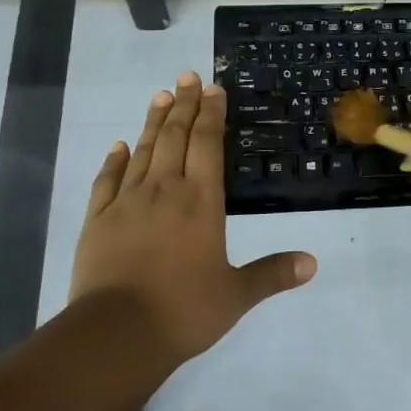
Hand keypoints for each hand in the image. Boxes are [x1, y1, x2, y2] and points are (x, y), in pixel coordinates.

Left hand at [70, 72, 316, 363]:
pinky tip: (119, 145)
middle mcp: (164, 190)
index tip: (212, 88)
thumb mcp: (236, 295)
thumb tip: (312, 263)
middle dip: (183, 104)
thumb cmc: (183, 311)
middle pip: (175, 136)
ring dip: (153, 121)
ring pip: (143, 151)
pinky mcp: (97, 220)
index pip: (207, 144)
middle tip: (187, 76)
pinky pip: (107, 180)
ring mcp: (127, 202)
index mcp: (200, 201)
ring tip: (160, 95)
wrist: (115, 335)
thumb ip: (272, 273)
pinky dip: (115, 160)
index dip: (211, 114)